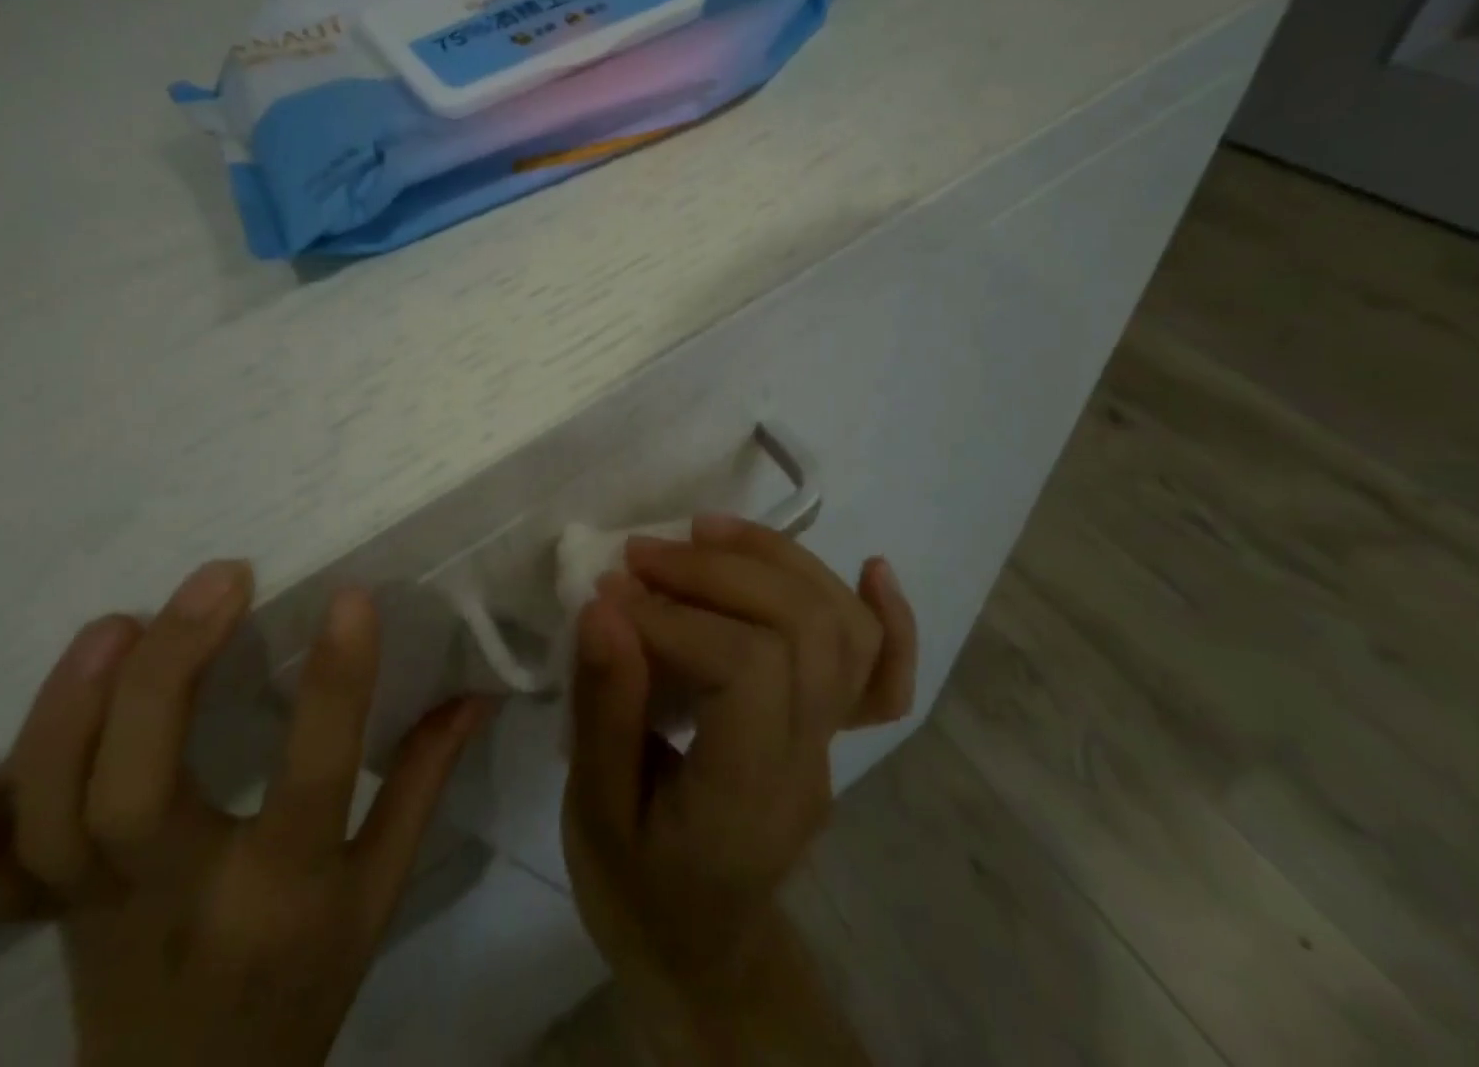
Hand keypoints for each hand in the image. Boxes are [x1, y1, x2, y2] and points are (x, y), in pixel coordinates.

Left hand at [0, 562, 492, 1066]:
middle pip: (139, 791)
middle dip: (172, 671)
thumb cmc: (306, 982)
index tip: (351, 598)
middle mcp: (177, 901)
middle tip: (222, 579)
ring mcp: (93, 914)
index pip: (313, 776)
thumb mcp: (381, 892)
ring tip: (122, 622)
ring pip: (52, 819)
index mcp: (282, 894)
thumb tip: (474, 690)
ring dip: (73, 713)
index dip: (335, 683)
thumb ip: (421, 783)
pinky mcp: (46, 919)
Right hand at [562, 517, 915, 1055]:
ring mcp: (832, 742)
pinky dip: (884, 613)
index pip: (747, 668)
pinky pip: (882, 670)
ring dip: (776, 561)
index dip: (676, 616)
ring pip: (843, 627)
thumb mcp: (595, 812)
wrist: (699, 947)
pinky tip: (872, 568)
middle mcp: (809, 758)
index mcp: (746, 795)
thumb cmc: (635, 888)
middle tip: (643, 554)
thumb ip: (603, 709)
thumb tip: (603, 605)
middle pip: (803, 629)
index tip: (611, 596)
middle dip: (718, 572)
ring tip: (705, 532)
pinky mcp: (831, 727)